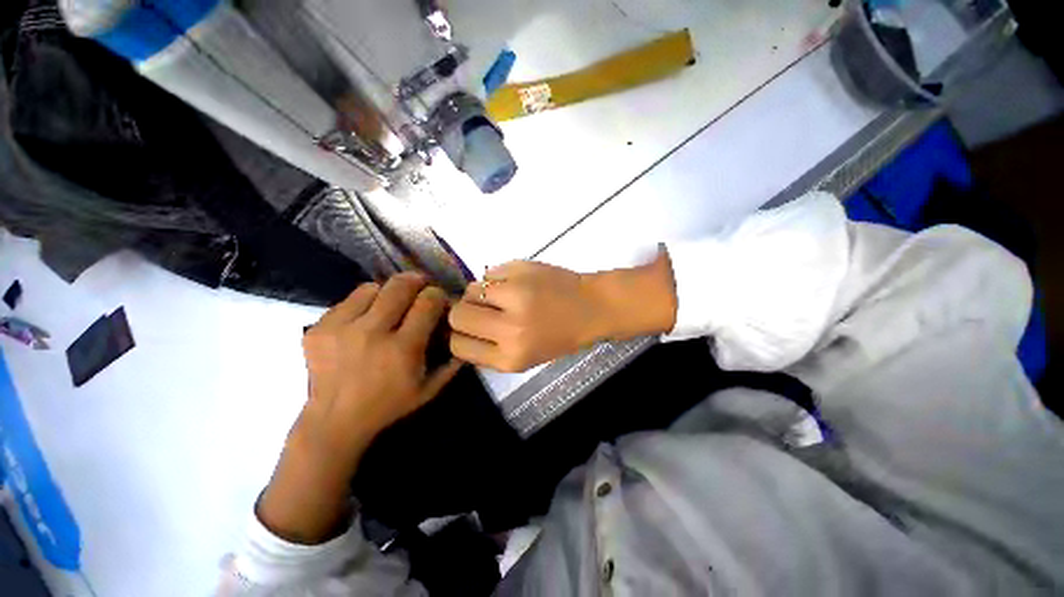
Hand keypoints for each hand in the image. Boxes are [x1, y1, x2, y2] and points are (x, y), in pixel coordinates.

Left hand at [259, 273, 460, 543]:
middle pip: (401, 287)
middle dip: (418, 282)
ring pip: (374, 287)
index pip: (430, 304)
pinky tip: (370, 315)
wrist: (330, 427)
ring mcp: (339, 330)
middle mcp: (372, 334)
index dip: (440, 296)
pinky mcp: (316, 330)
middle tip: (424, 287)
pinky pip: (349, 298)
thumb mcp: (429, 393)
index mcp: (402, 351)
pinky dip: (365, 300)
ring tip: (396, 302)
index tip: (444, 299)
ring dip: (391, 290)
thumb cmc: (388, 412)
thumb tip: (465, 337)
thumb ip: (452, 365)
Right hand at [449, 254, 677, 372]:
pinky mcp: (521, 271)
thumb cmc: (561, 337)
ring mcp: (515, 297)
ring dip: (479, 293)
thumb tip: (460, 333)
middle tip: (481, 309)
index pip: (458, 346)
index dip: (460, 335)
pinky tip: (513, 283)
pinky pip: (489, 273)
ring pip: (470, 291)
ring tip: (500, 296)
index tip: (469, 329)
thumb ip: (490, 352)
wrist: (592, 308)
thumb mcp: (525, 359)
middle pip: (458, 315)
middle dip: (464, 311)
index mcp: (510, 358)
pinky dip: (495, 278)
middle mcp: (509, 330)